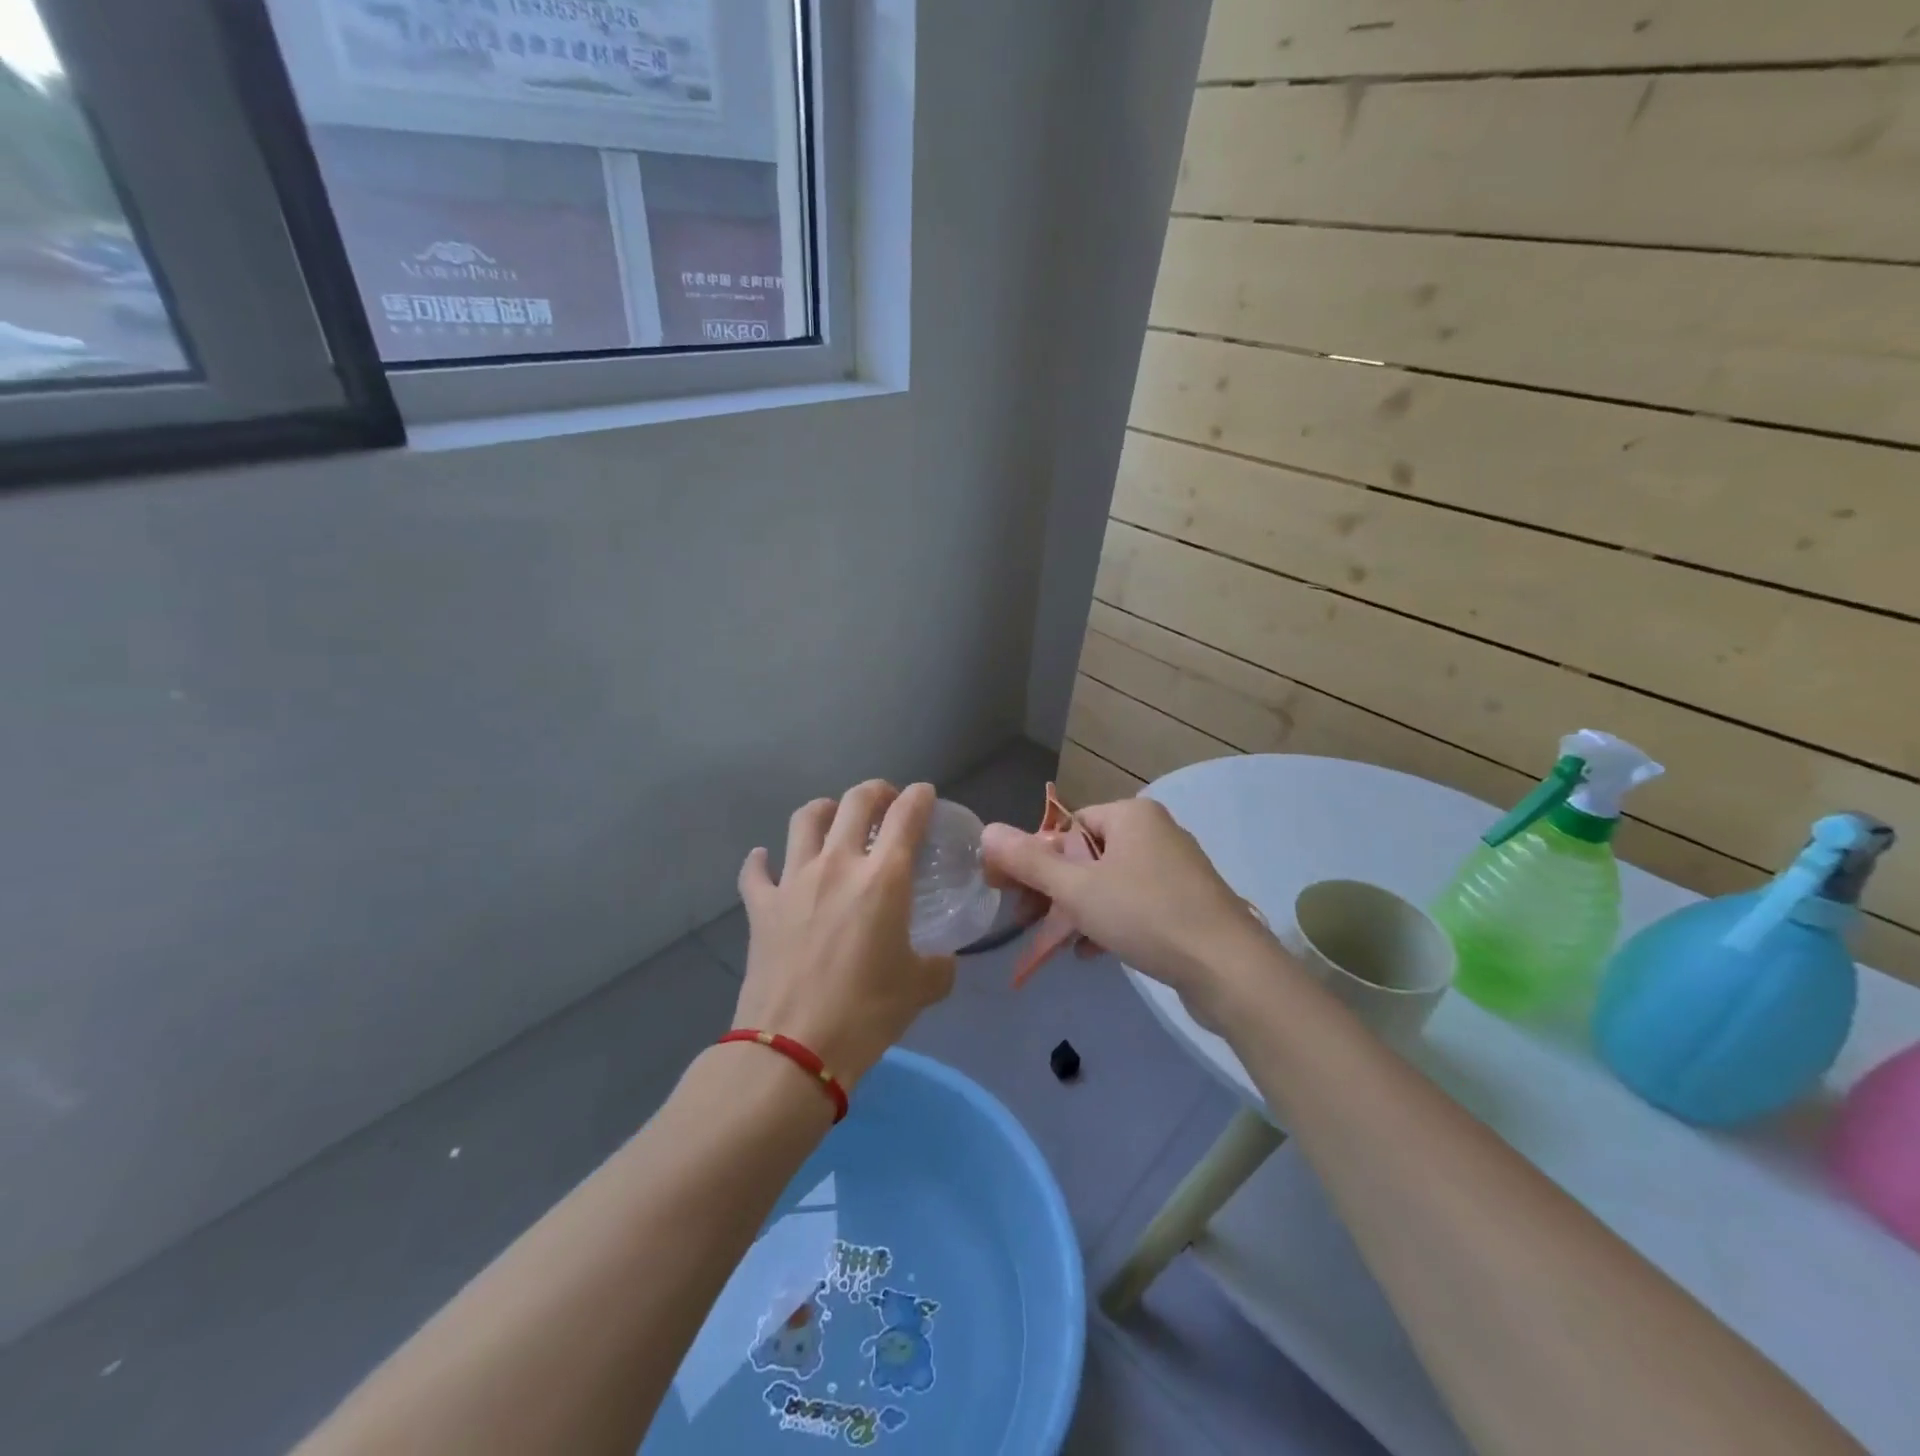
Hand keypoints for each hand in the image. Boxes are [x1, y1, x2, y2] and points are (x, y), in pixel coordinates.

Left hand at [735, 780, 955, 1090]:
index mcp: (883, 877)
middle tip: (884, 802)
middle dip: (875, 791)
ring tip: (833, 818)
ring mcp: (793, 881)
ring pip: (805, 819)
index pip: (906, 815)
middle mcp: (837, 864)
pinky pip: (756, 870)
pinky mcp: (760, 906)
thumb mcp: (921, 988)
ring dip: (824, 810)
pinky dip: (762, 861)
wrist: (794, 1048)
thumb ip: (939, 966)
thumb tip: (943, 961)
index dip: (920, 797)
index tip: (925, 795)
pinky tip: (766, 860)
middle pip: (854, 801)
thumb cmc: (866, 1013)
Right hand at [981, 796, 1274, 1024]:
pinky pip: (1134, 903)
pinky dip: (1108, 922)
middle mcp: (1155, 832)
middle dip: (1053, 891)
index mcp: (1131, 816)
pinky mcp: (1186, 902)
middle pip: (1086, 856)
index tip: (1012, 893)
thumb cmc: (1146, 915)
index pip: (1067, 827)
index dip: (1035, 859)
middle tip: (1027, 922)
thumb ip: (1029, 862)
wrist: (1229, 969)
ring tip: (1058, 944)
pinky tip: (1090, 952)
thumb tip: (985, 831)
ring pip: (1108, 884)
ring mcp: (1175, 868)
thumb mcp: (1077, 889)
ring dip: (1077, 911)